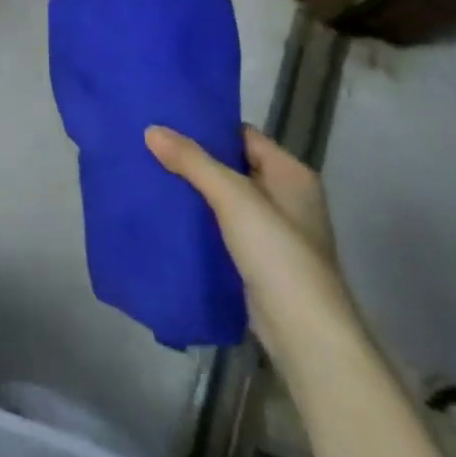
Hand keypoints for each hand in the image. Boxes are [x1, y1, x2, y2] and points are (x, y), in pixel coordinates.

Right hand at [146, 124, 354, 361]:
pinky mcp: (259, 262)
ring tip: (153, 173)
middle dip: (195, 159)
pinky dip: (200, 220)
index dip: (208, 126)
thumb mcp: (233, 197)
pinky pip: (223, 228)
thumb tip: (151, 129)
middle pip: (232, 165)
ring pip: (225, 199)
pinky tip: (169, 214)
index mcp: (291, 173)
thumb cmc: (278, 253)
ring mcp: (274, 232)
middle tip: (153, 145)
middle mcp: (286, 197)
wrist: (305, 336)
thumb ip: (192, 161)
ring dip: (195, 190)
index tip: (168, 119)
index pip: (243, 134)